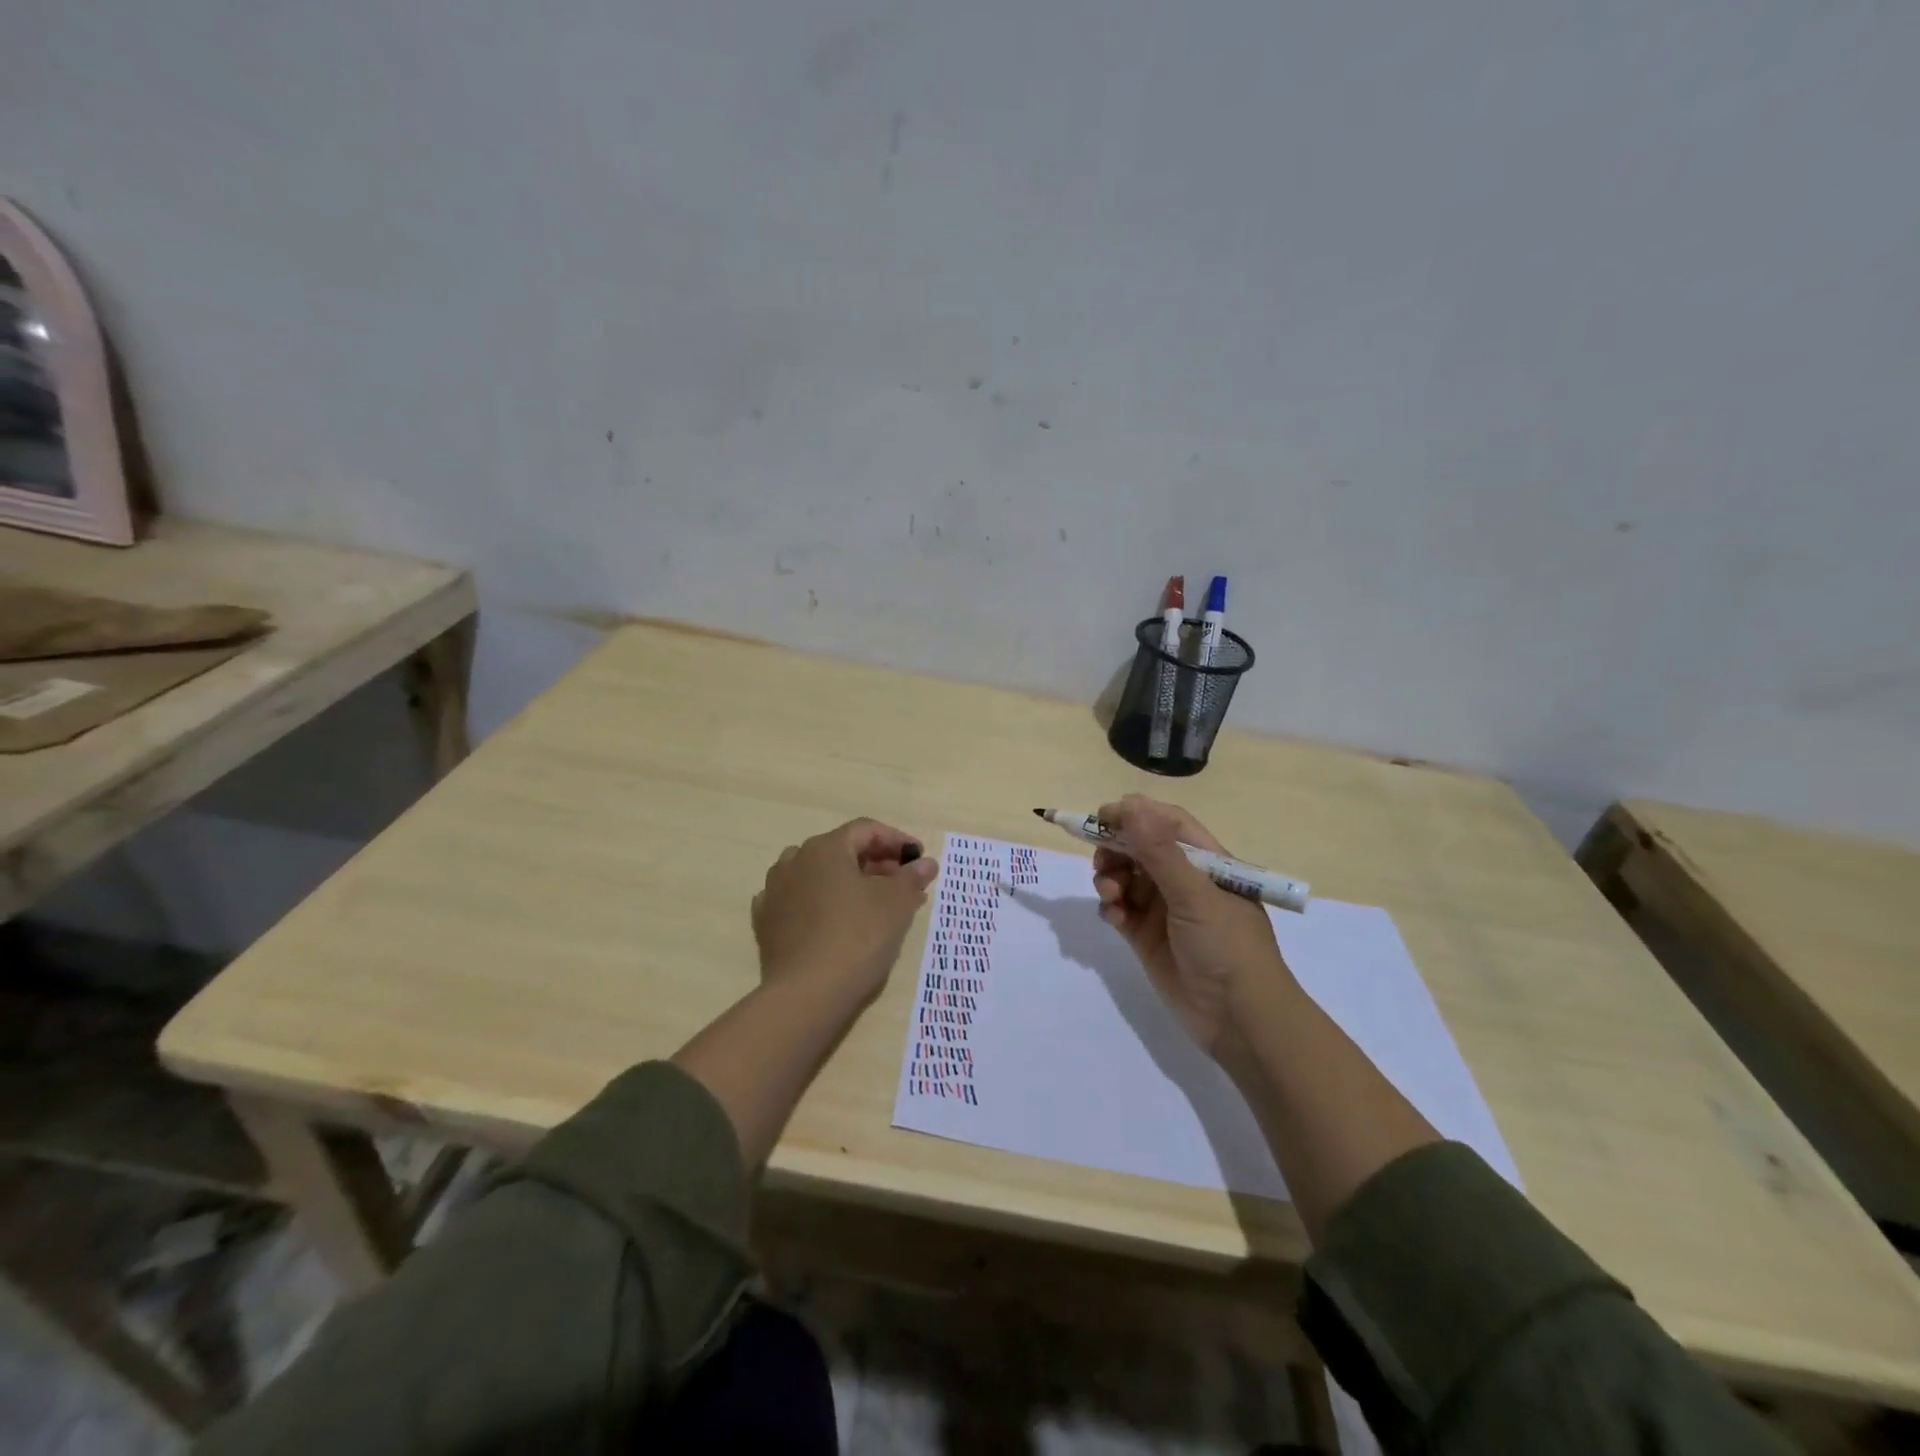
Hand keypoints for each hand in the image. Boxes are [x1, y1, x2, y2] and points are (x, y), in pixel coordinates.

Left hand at [752, 818, 939, 1006]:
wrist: (806, 995)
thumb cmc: (857, 937)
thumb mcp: (896, 904)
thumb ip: (912, 878)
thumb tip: (925, 864)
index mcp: (825, 848)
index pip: (866, 830)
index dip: (896, 840)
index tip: (918, 859)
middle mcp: (795, 860)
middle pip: (842, 851)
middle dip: (876, 864)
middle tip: (903, 884)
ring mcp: (775, 891)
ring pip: (818, 875)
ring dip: (847, 882)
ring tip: (871, 904)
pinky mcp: (766, 922)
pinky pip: (798, 900)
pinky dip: (819, 903)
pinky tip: (833, 919)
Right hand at [1091, 795, 1288, 1057]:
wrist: (1239, 1019)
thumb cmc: (1227, 947)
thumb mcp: (1195, 895)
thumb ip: (1160, 851)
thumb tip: (1130, 804)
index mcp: (1206, 862)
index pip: (1167, 823)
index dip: (1135, 814)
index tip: (1103, 816)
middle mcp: (1184, 880)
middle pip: (1140, 847)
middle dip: (1116, 848)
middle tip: (1101, 859)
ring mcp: (1163, 909)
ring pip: (1125, 877)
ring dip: (1110, 878)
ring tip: (1110, 894)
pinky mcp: (1146, 936)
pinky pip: (1120, 909)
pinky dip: (1112, 908)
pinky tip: (1116, 918)